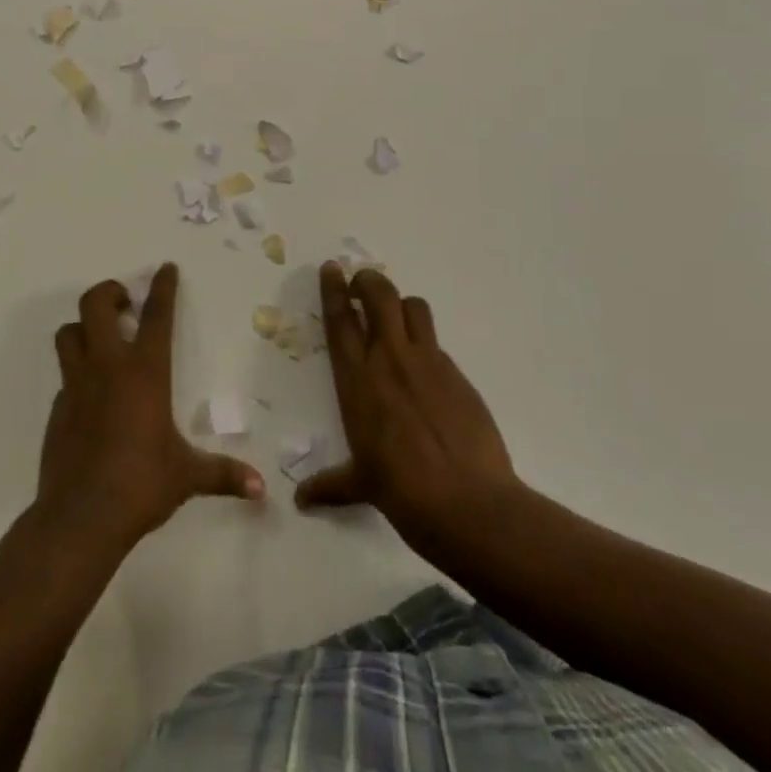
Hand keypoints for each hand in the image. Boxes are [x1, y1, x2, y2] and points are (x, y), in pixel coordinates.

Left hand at [38, 263, 264, 547]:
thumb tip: (261, 490)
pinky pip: (65, 375)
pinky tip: (92, 396)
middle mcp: (107, 367)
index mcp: (144, 372)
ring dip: (83, 326)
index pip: (156, 315)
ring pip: (68, 333)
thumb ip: (223, 475)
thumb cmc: (141, 484)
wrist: (81, 517)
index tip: (166, 268)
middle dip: (109, 292)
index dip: (162, 287)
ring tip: (102, 340)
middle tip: (125, 304)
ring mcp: (77, 384)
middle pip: (95, 304)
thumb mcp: (186, 476)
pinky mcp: (57, 408)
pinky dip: (77, 372)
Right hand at [295, 261, 521, 559]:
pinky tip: (426, 372)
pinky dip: (425, 344)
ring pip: (413, 307)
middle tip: (362, 284)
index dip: (334, 289)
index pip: (341, 320)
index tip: (332, 268)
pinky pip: (437, 343)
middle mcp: (390, 360)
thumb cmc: (402, 492)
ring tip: (396, 319)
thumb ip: (330, 484)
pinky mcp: (457, 374)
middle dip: (369, 281)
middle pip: (380, 295)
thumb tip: (300, 500)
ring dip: (401, 305)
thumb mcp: (360, 485)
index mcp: (358, 380)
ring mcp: (428, 363)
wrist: (469, 504)